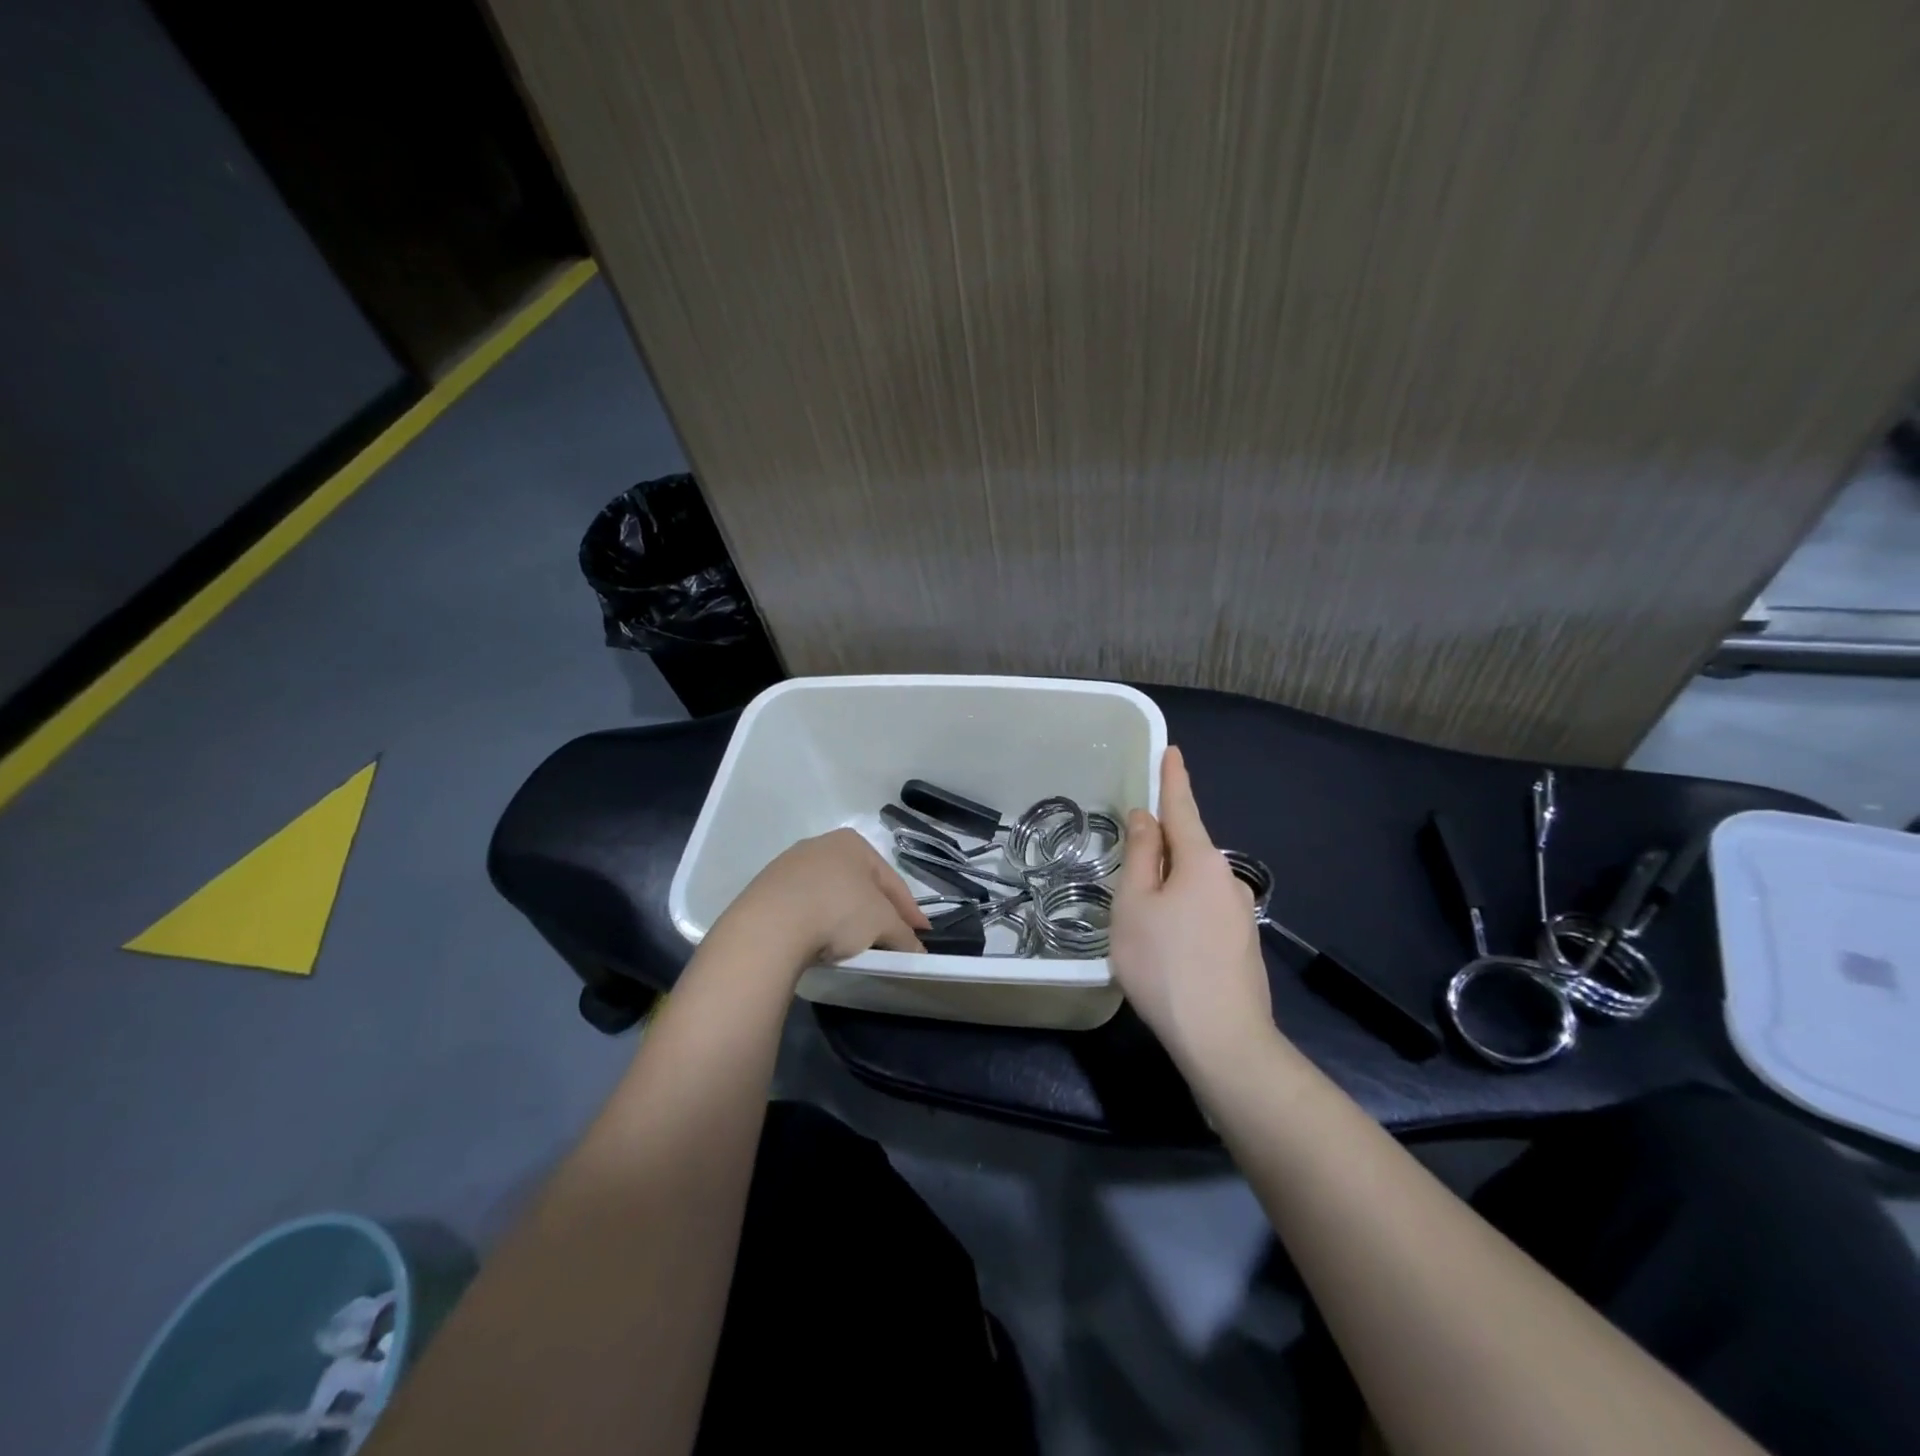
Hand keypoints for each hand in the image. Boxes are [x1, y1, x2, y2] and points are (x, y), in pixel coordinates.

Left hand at [713, 828, 929, 978]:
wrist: (769, 926)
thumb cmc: (838, 911)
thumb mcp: (882, 925)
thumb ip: (904, 936)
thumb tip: (918, 953)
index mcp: (852, 843)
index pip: (891, 879)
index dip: (910, 909)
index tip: (921, 933)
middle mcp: (820, 845)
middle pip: (861, 884)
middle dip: (878, 911)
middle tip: (892, 938)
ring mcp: (789, 866)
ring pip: (831, 894)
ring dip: (846, 917)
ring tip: (856, 943)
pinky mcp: (766, 890)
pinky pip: (804, 906)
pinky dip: (818, 922)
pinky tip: (821, 942)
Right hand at [1110, 746, 1277, 1069]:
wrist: (1223, 1039)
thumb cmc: (1164, 964)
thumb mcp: (1135, 905)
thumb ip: (1140, 856)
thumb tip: (1146, 817)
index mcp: (1201, 861)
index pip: (1183, 807)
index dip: (1173, 778)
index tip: (1172, 751)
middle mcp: (1228, 879)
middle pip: (1188, 847)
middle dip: (1161, 842)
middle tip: (1131, 853)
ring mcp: (1240, 913)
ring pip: (1195, 882)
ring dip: (1169, 881)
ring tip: (1140, 912)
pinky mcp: (1242, 943)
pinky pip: (1204, 908)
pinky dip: (1181, 908)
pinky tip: (1165, 941)